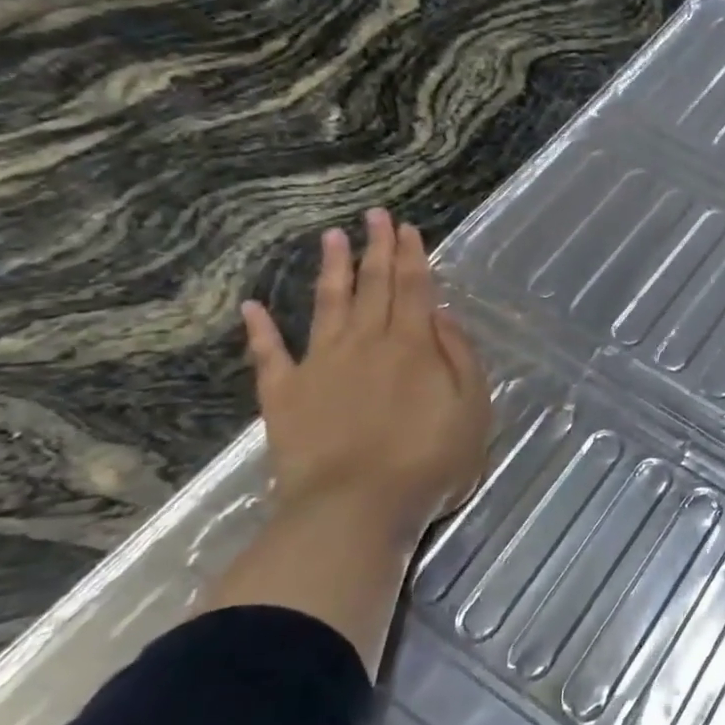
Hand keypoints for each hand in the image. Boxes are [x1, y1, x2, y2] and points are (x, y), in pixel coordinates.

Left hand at [240, 209, 491, 549]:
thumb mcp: (473, 410)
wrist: (355, 509)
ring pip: (327, 306)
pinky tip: (252, 308)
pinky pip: (270, 356)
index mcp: (412, 346)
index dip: (411, 256)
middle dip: (376, 248)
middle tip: (374, 215)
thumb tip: (440, 315)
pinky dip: (260, 331)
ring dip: (331, 270)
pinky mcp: (284, 396)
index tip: (406, 226)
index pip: (413, 288)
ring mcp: (320, 366)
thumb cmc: (428, 463)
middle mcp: (365, 344)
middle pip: (373, 286)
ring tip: (331, 237)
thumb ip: (459, 358)